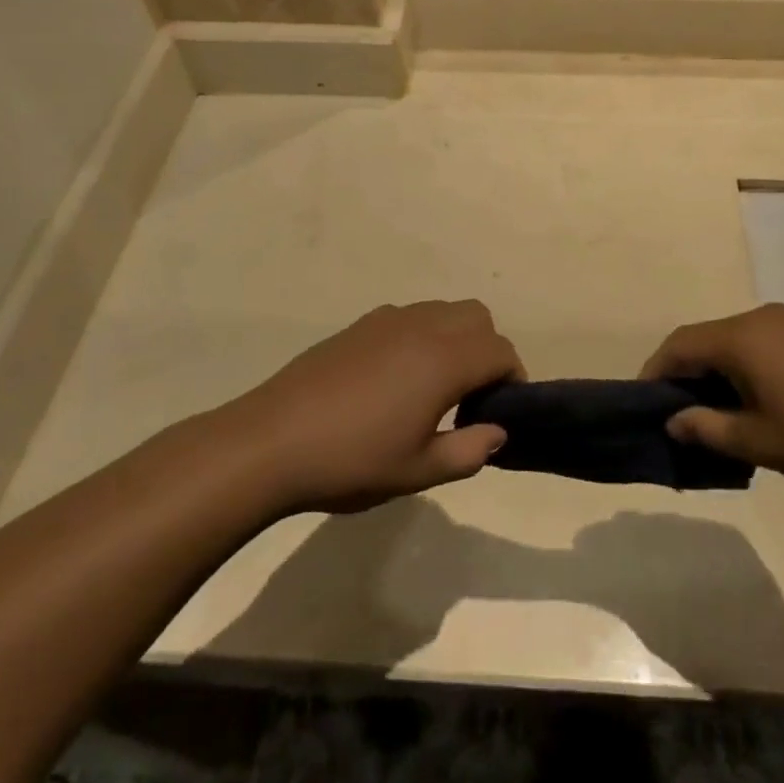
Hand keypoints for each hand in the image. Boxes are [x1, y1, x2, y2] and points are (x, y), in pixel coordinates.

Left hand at [225, 301, 521, 513]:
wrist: (271, 442)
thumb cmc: (352, 461)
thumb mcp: (418, 472)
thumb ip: (468, 451)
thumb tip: (497, 432)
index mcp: (443, 360)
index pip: (500, 351)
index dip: (512, 377)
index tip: (501, 410)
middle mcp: (422, 327)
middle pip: (477, 317)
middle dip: (487, 350)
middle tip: (471, 396)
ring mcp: (388, 320)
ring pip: (443, 310)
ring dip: (456, 338)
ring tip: (435, 386)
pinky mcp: (359, 325)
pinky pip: (410, 316)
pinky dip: (423, 335)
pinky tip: (396, 377)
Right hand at [639, 304, 783, 493]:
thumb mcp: (761, 443)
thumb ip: (708, 429)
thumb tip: (674, 421)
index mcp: (741, 338)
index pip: (679, 345)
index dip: (655, 372)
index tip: (645, 404)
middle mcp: (762, 318)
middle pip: (707, 340)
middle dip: (688, 375)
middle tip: (682, 417)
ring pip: (738, 343)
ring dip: (720, 374)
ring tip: (722, 417)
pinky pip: (766, 345)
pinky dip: (749, 370)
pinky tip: (764, 405)